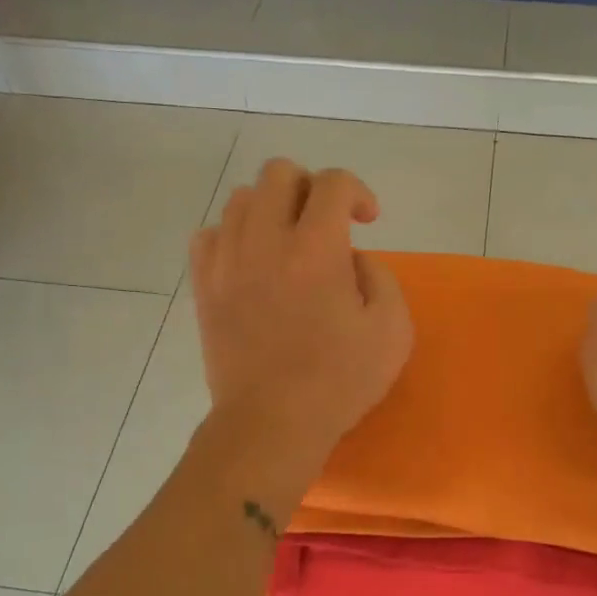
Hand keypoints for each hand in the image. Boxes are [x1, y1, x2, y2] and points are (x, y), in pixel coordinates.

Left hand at [190, 159, 412, 475]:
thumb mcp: (392, 329)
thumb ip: (379, 275)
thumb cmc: (338, 381)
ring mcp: (227, 261)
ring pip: (241, 198)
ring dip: (271, 208)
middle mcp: (265, 240)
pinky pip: (210, 234)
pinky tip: (252, 261)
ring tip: (288, 242)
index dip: (357, 191)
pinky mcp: (204, 286)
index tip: (367, 221)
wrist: (272, 423)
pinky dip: (233, 235)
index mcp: (316, 248)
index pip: (332, 182)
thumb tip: (350, 258)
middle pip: (279, 173)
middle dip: (310, 187)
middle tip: (325, 224)